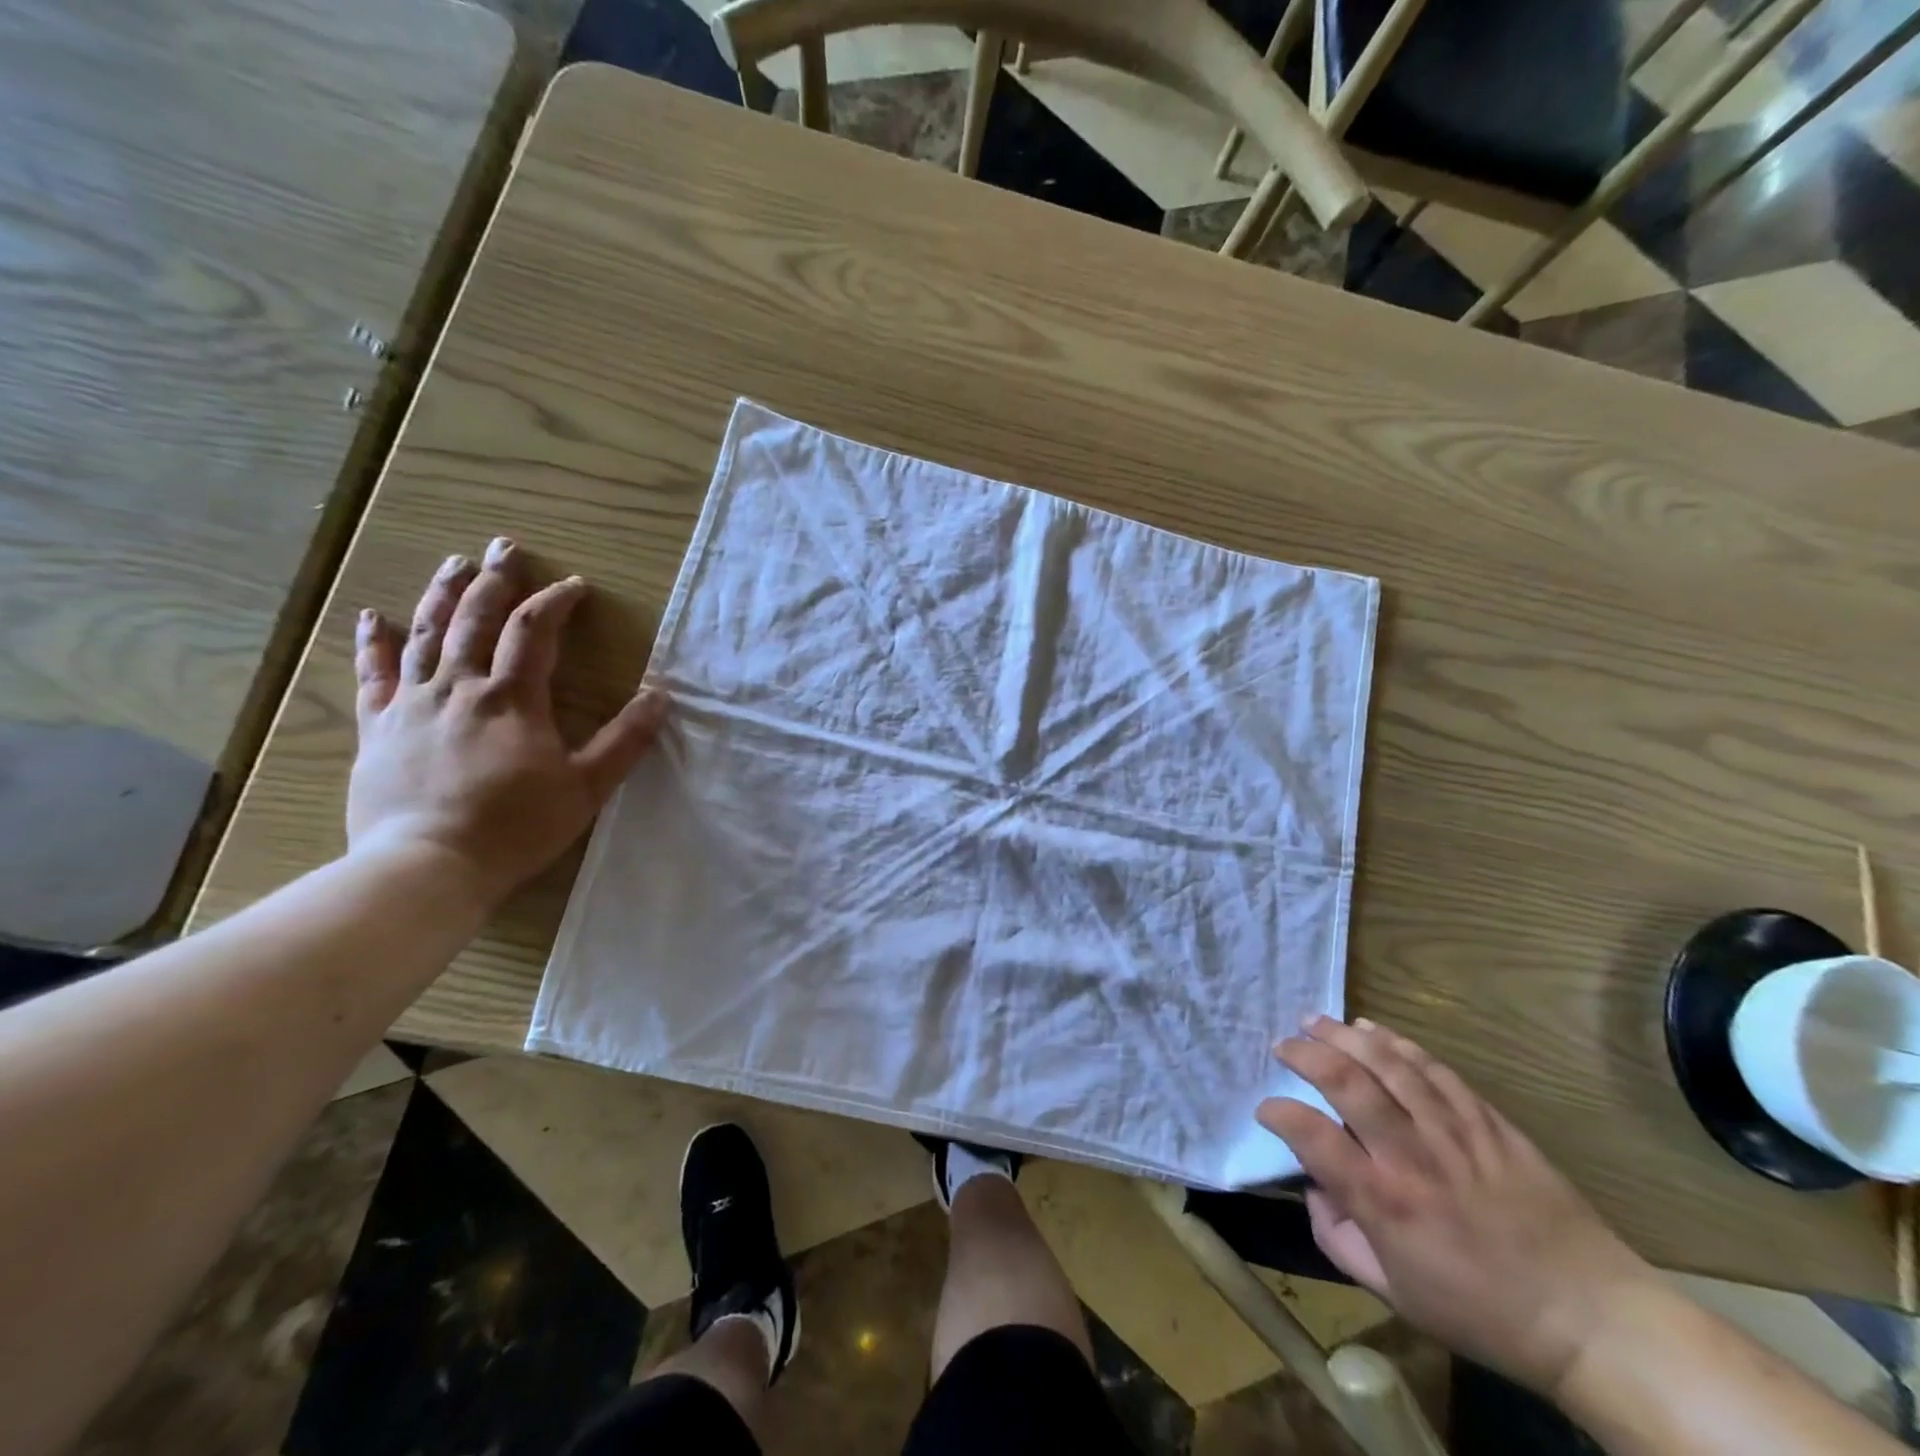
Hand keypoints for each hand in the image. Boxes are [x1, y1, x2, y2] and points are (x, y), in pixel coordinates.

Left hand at [347, 537, 667, 904]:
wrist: (428, 866)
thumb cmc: (516, 827)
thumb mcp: (587, 786)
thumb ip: (625, 739)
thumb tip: (660, 695)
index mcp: (512, 699)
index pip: (534, 632)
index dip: (555, 603)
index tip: (575, 586)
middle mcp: (460, 688)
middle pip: (475, 619)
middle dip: (494, 580)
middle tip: (504, 547)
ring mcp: (413, 704)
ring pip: (427, 634)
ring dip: (442, 595)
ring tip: (453, 563)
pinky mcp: (378, 727)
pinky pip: (374, 674)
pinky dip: (375, 642)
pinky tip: (374, 616)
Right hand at [1256, 1017, 1659, 1396]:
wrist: (1591, 1318)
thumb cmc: (1483, 1313)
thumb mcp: (1395, 1293)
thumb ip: (1338, 1239)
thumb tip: (1315, 1190)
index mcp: (1384, 1202)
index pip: (1311, 1136)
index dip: (1279, 1113)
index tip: (1267, 1109)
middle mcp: (1411, 1156)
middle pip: (1346, 1081)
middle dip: (1305, 1053)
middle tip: (1283, 1044)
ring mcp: (1452, 1133)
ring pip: (1388, 1064)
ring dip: (1345, 1035)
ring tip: (1315, 1020)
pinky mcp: (1488, 1122)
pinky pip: (1435, 1069)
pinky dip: (1398, 1044)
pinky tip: (1374, 1030)